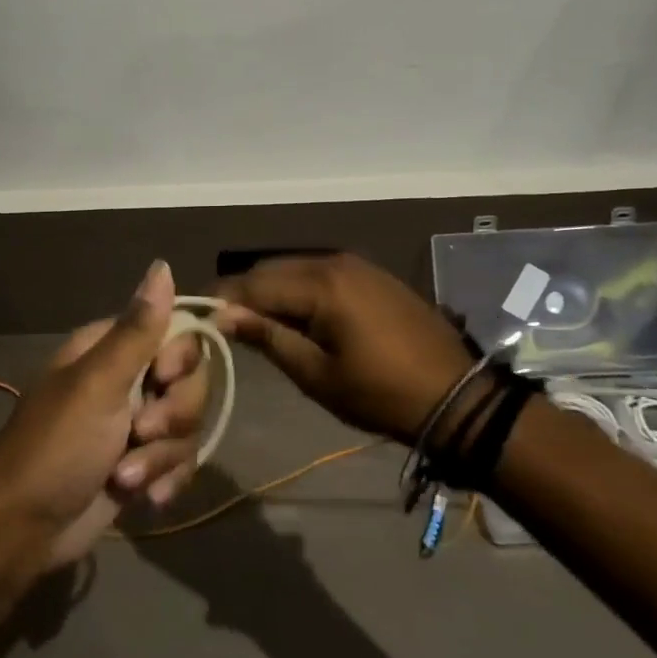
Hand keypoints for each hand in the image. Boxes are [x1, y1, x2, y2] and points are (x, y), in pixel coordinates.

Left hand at [0, 261, 208, 565]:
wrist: (23, 529)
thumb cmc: (56, 446)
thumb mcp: (98, 384)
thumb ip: (137, 329)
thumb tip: (162, 264)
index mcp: (111, 350)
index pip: (176, 332)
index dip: (181, 358)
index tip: (165, 377)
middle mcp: (127, 380)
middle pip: (189, 382)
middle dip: (172, 416)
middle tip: (139, 434)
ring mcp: (133, 425)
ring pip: (186, 426)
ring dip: (161, 457)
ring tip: (126, 478)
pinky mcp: (140, 465)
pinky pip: (178, 461)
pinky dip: (165, 480)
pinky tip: (147, 501)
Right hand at [213, 253, 475, 442]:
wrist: (457, 396)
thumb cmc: (381, 393)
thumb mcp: (317, 374)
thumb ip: (268, 338)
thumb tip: (225, 316)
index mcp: (321, 285)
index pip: (254, 283)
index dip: (223, 298)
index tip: (199, 315)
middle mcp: (335, 262)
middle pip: (272, 269)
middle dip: (245, 292)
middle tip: (226, 323)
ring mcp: (357, 265)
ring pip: (295, 268)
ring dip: (272, 290)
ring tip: (257, 322)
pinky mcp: (372, 275)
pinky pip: (320, 273)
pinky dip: (299, 289)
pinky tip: (295, 315)